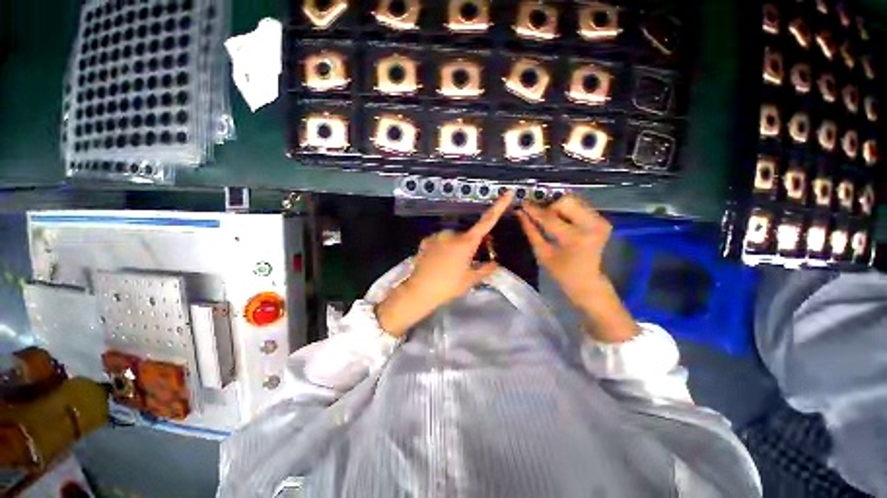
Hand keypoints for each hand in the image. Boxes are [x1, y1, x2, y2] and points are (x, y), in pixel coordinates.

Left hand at [376, 192, 513, 336]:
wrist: (419, 290)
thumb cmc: (448, 285)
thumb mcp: (470, 280)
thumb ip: (485, 269)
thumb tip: (495, 263)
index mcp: (466, 242)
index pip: (487, 221)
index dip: (498, 207)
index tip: (507, 193)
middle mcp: (452, 234)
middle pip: (467, 236)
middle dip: (470, 245)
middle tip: (467, 263)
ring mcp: (437, 236)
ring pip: (453, 239)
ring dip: (455, 247)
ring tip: (449, 266)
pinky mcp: (426, 240)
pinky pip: (440, 241)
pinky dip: (442, 248)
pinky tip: (438, 262)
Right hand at [516, 195, 636, 342]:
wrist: (588, 281)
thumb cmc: (561, 272)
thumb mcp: (542, 253)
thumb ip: (531, 231)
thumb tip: (519, 213)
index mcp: (575, 238)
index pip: (550, 216)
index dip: (534, 210)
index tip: (522, 204)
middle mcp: (592, 225)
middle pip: (566, 201)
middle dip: (550, 207)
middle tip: (541, 218)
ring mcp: (600, 221)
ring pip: (574, 200)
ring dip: (558, 208)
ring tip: (551, 220)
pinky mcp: (603, 220)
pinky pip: (581, 205)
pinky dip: (568, 210)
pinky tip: (562, 221)